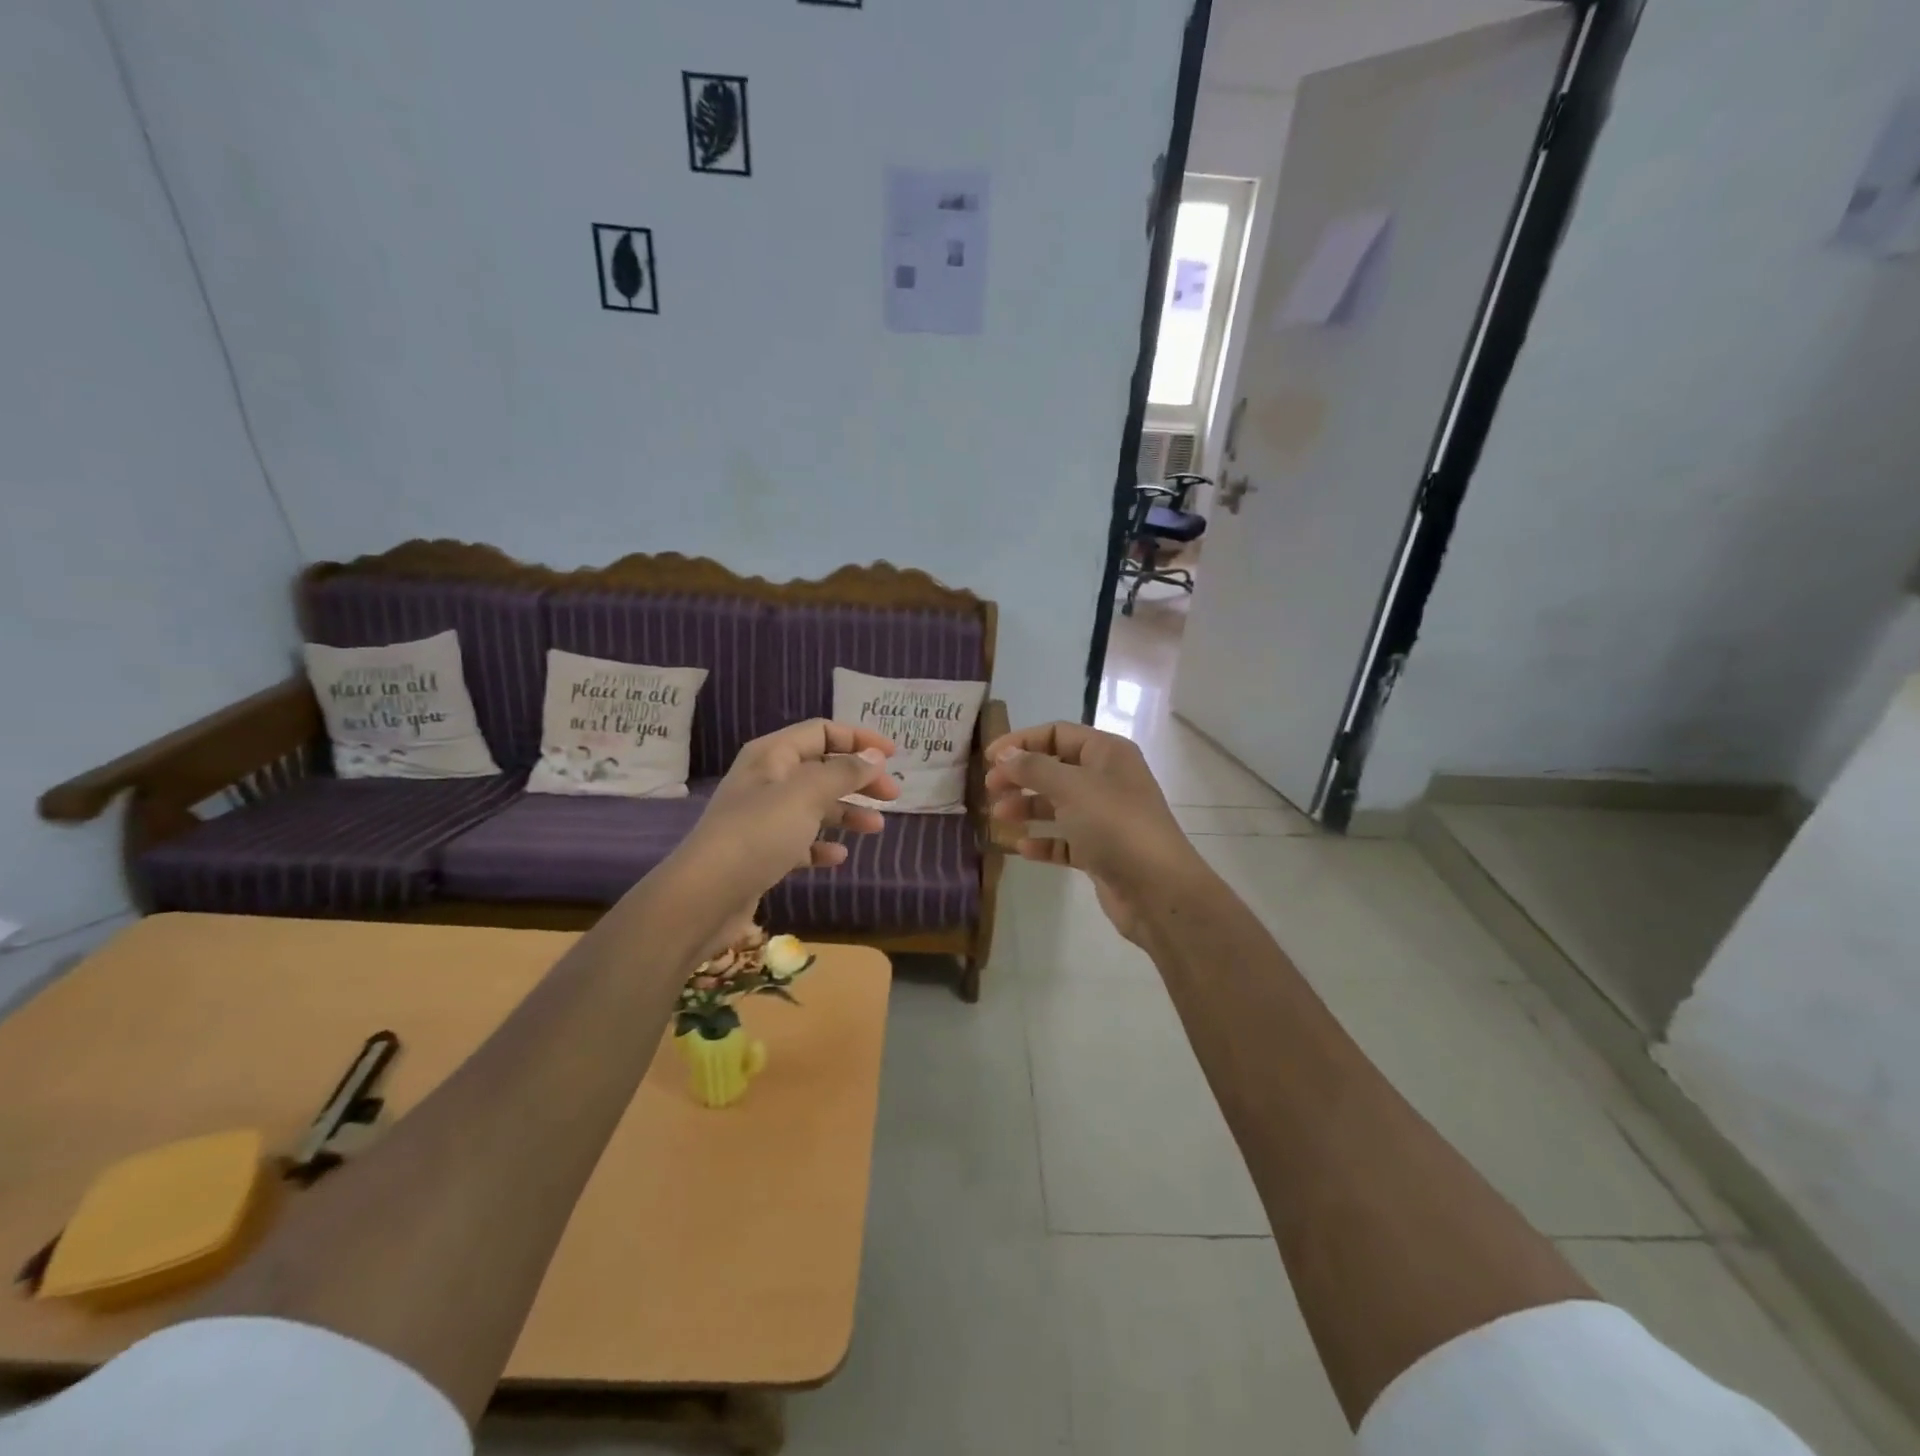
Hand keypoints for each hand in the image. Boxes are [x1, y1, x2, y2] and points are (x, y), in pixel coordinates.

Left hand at [654, 719, 898, 959]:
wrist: (705, 895)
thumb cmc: (759, 833)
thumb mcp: (807, 794)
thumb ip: (844, 772)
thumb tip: (874, 756)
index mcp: (772, 755)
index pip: (822, 731)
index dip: (859, 738)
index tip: (893, 755)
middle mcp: (767, 780)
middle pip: (822, 768)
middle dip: (859, 779)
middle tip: (892, 795)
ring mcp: (762, 817)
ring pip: (815, 806)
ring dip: (847, 813)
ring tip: (876, 828)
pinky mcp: (762, 852)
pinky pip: (800, 840)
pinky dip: (821, 845)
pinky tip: (838, 857)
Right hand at [983, 722, 1200, 945]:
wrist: (1158, 889)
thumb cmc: (1114, 825)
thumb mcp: (1071, 787)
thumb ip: (1034, 767)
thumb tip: (1005, 754)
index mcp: (1107, 754)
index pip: (1057, 733)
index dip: (1021, 741)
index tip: (989, 758)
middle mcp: (1108, 780)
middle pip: (1055, 769)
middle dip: (1021, 776)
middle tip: (989, 789)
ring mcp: (1105, 817)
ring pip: (1058, 805)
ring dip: (1027, 807)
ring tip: (998, 817)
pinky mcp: (1101, 851)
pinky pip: (1065, 840)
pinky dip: (1044, 841)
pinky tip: (1022, 848)